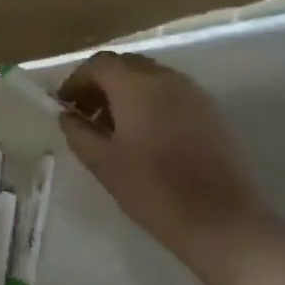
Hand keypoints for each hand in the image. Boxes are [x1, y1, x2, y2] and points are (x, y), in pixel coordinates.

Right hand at [58, 51, 284, 267]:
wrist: (220, 220)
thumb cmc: (153, 190)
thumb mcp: (103, 163)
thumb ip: (78, 132)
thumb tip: (67, 115)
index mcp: (136, 85)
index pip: (99, 64)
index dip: (77, 80)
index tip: (64, 105)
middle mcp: (166, 78)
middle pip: (125, 64)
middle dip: (101, 83)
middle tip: (86, 114)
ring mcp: (192, 92)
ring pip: (149, 77)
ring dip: (126, 92)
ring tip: (113, 127)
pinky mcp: (209, 110)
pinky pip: (170, 92)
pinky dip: (149, 101)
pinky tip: (144, 134)